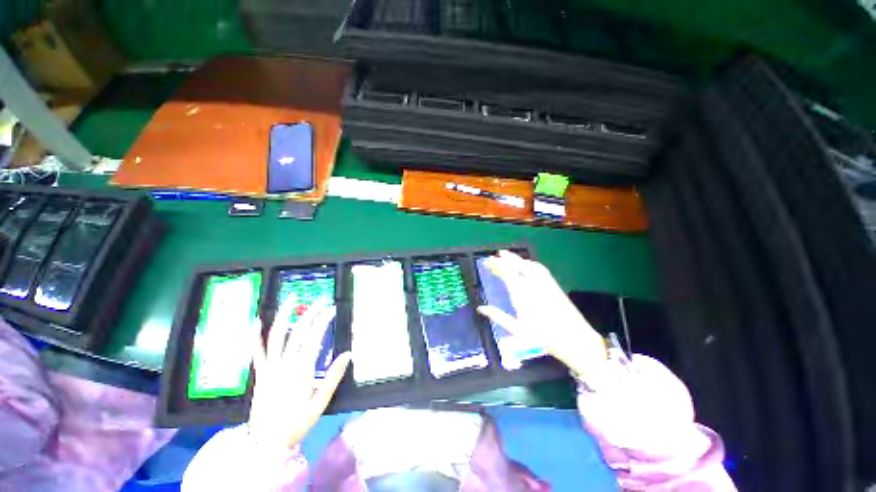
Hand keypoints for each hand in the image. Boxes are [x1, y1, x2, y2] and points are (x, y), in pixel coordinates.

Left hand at [247, 295, 350, 450]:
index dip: (323, 321)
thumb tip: (347, 354)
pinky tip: (255, 321)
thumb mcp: (320, 404)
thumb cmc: (296, 423)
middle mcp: (284, 364)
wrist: (265, 443)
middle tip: (320, 301)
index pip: (313, 338)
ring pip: (276, 336)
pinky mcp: (260, 374)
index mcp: (301, 371)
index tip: (331, 309)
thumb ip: (333, 378)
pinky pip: (256, 352)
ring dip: (284, 315)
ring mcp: (269, 368)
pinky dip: (254, 336)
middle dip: (310, 313)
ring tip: (291, 299)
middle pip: (298, 332)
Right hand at [477, 250, 607, 384]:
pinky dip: (531, 263)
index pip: (507, 273)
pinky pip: (541, 269)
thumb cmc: (544, 337)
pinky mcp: (554, 285)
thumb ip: (498, 316)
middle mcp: (533, 285)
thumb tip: (481, 308)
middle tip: (495, 255)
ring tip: (508, 257)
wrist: (576, 340)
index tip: (488, 260)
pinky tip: (528, 265)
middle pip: (517, 265)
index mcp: (522, 295)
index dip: (497, 265)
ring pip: (529, 264)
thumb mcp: (518, 329)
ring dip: (517, 259)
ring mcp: (545, 283)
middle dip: (505, 258)